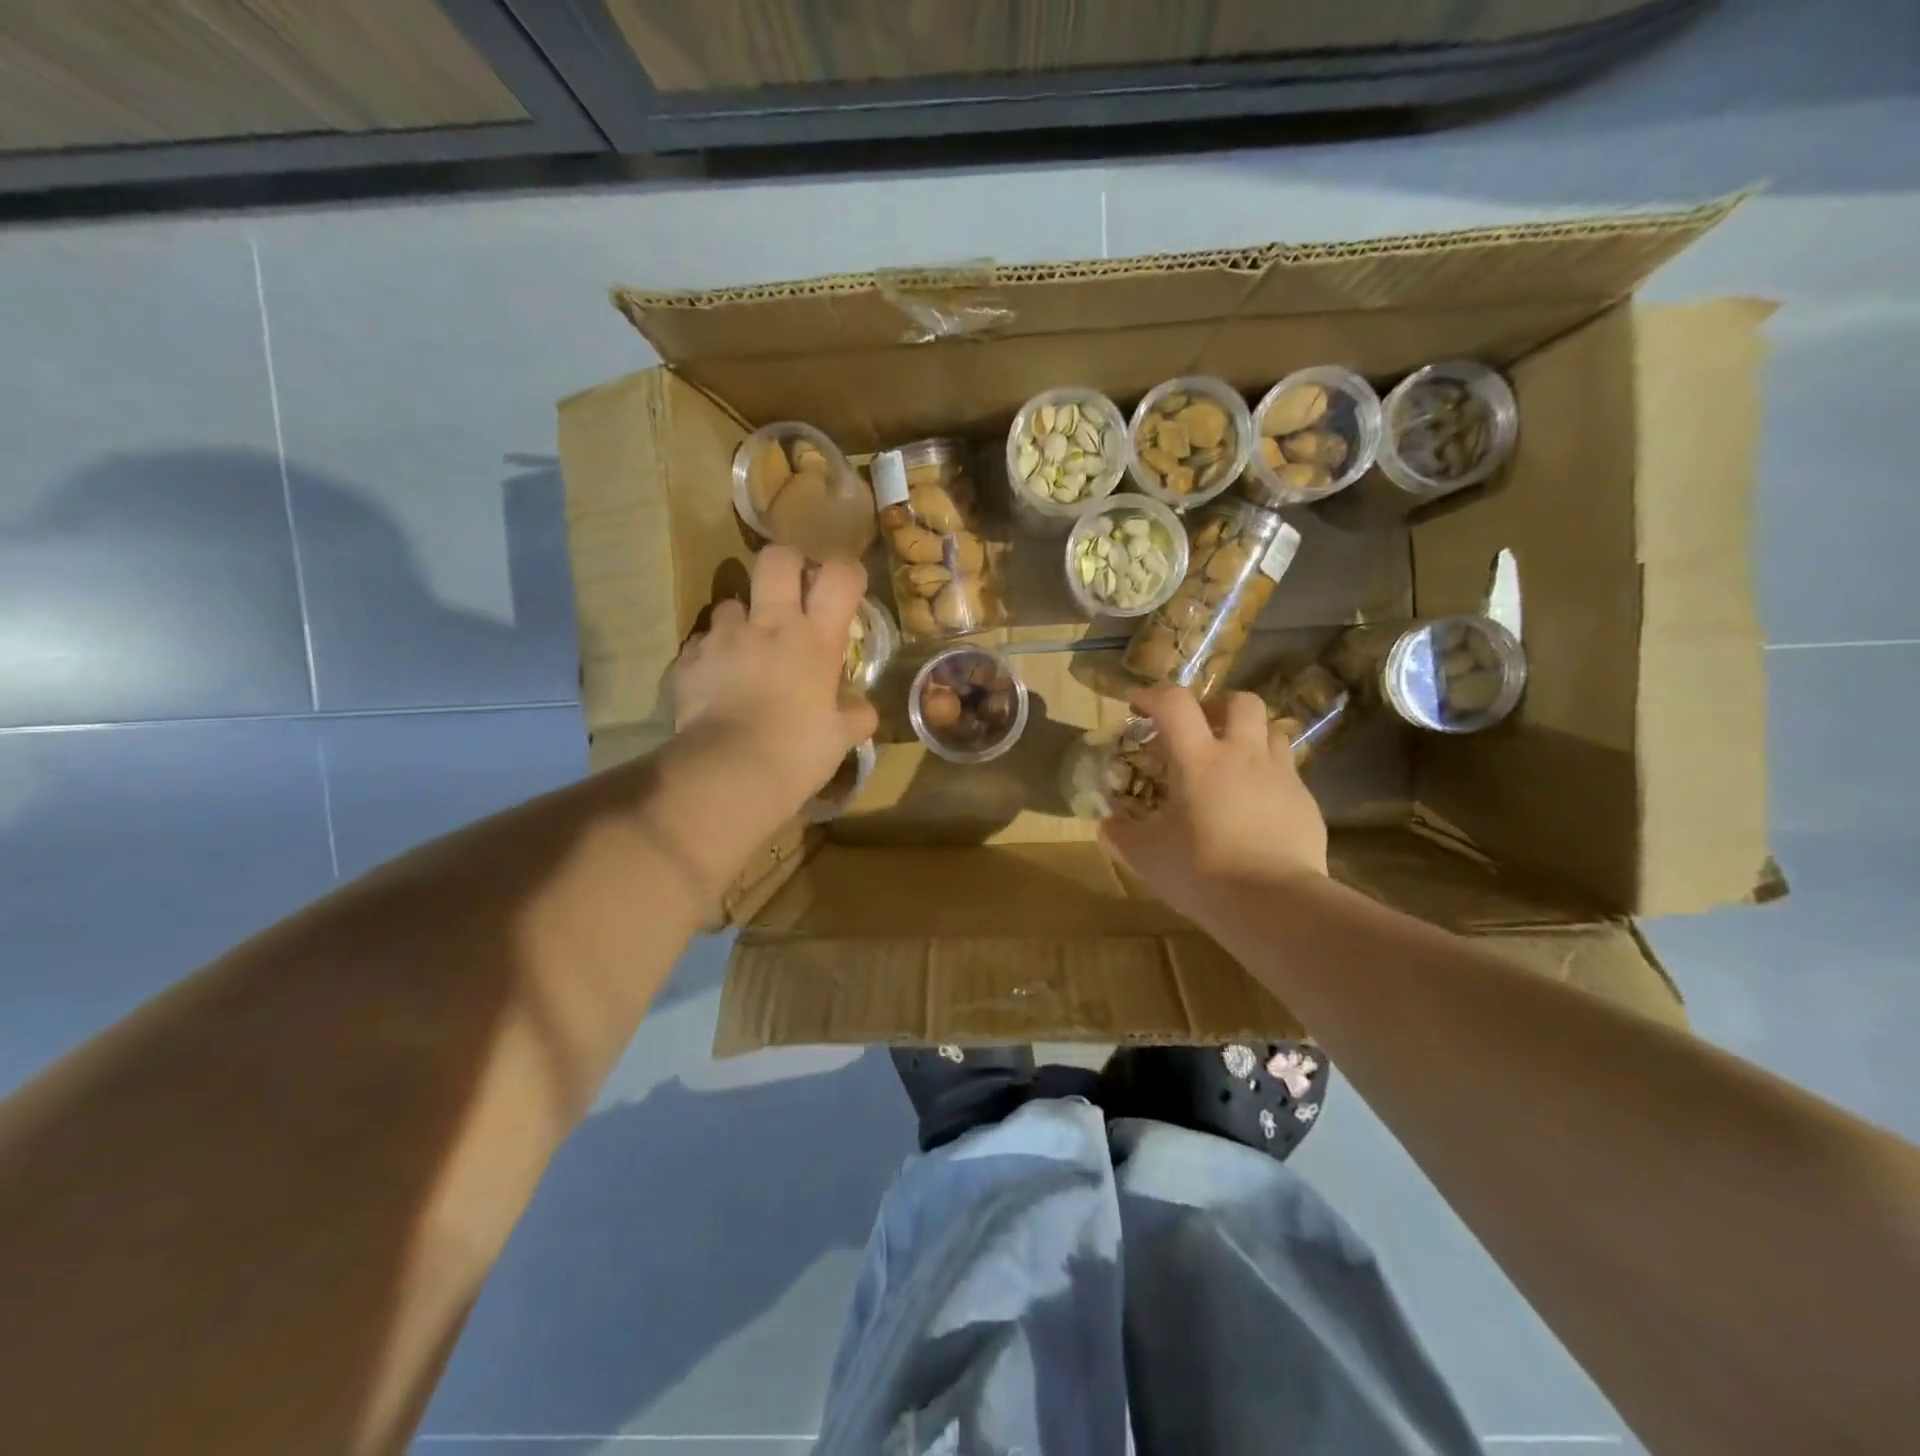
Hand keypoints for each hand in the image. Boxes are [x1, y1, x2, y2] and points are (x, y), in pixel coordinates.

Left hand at [669, 546, 878, 812]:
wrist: (730, 771)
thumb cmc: (798, 752)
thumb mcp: (840, 738)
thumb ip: (855, 716)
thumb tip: (862, 710)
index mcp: (815, 638)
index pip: (839, 576)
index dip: (845, 571)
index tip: (845, 586)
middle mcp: (769, 624)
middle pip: (777, 559)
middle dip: (786, 564)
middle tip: (791, 590)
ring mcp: (724, 637)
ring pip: (730, 602)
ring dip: (741, 619)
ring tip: (745, 650)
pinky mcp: (689, 659)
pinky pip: (700, 643)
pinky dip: (711, 656)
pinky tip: (716, 682)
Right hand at [1099, 686, 1326, 922]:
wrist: (1274, 905)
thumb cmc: (1201, 871)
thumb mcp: (1147, 856)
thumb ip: (1121, 835)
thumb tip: (1106, 825)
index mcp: (1199, 759)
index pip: (1174, 703)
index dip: (1152, 696)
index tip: (1137, 707)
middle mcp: (1243, 755)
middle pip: (1239, 701)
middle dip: (1216, 706)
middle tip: (1198, 730)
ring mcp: (1280, 776)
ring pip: (1271, 731)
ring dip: (1248, 736)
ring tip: (1231, 763)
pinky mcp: (1306, 802)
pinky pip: (1287, 772)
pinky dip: (1268, 776)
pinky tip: (1255, 806)